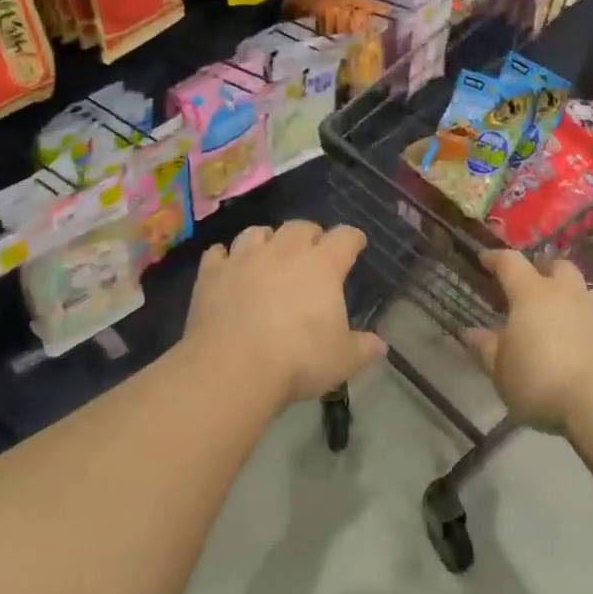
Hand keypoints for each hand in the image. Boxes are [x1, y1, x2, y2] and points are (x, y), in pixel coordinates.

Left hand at [185, 222, 385, 405]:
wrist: (233, 366)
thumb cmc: (298, 359)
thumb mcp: (342, 360)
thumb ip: (363, 348)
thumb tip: (380, 345)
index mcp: (322, 265)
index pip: (345, 237)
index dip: (352, 239)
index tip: (356, 244)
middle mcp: (284, 251)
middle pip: (300, 227)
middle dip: (309, 235)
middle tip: (312, 251)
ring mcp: (244, 258)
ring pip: (257, 232)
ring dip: (267, 239)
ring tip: (269, 253)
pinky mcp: (212, 273)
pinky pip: (218, 253)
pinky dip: (224, 256)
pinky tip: (227, 265)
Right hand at [464, 251, 592, 434]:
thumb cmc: (543, 382)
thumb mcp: (503, 372)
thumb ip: (487, 349)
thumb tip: (471, 332)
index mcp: (531, 293)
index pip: (510, 263)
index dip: (495, 258)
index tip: (485, 259)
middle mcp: (566, 292)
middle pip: (555, 266)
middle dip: (542, 270)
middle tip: (530, 286)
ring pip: (582, 289)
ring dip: (569, 296)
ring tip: (558, 316)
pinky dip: (587, 322)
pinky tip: (581, 343)